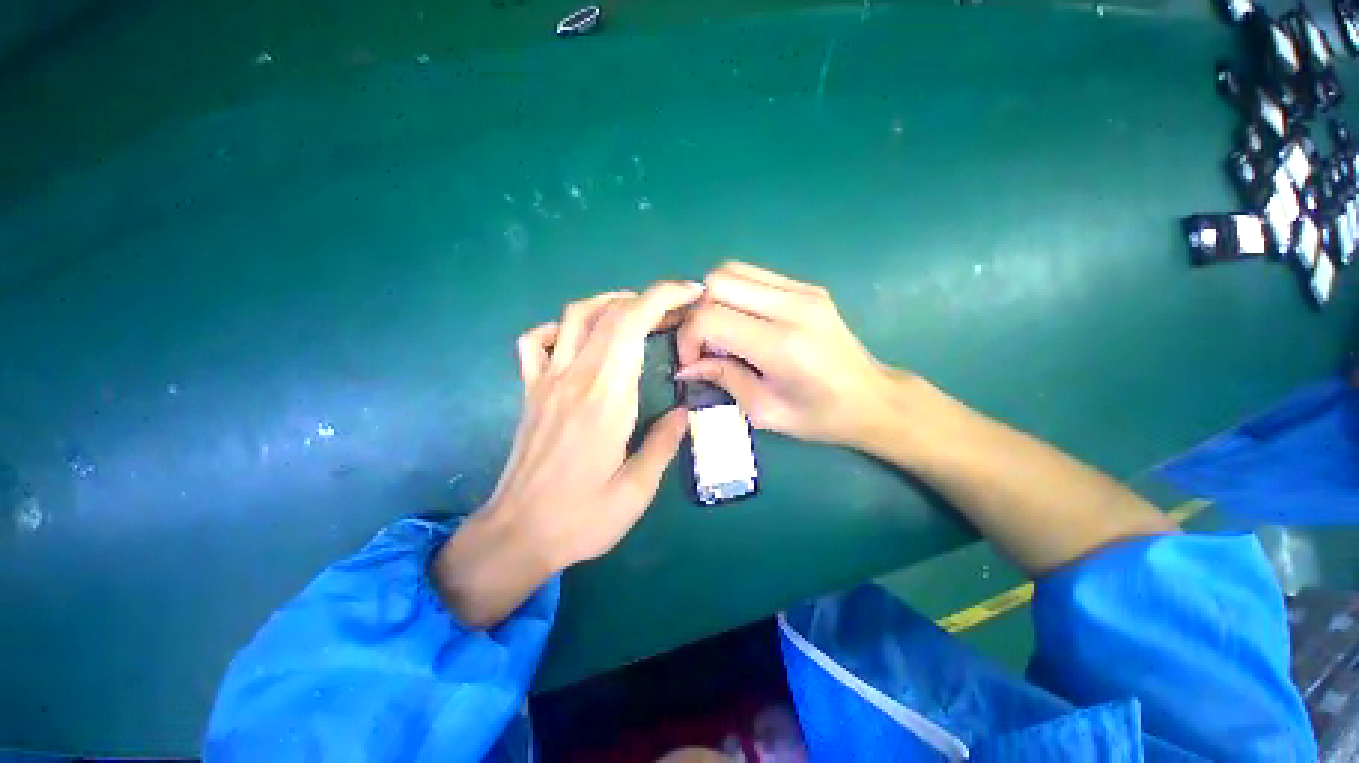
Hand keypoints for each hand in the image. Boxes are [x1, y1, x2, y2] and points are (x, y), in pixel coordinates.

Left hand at [434, 281, 703, 626]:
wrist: (516, 535)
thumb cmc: (581, 519)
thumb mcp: (636, 490)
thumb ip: (663, 444)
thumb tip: (685, 413)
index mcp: (606, 398)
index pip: (632, 325)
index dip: (664, 298)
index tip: (691, 293)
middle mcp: (575, 377)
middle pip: (611, 313)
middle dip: (649, 299)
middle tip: (678, 311)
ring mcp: (546, 380)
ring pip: (574, 316)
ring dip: (610, 304)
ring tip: (638, 315)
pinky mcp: (529, 391)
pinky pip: (534, 341)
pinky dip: (559, 328)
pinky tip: (578, 341)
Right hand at [675, 262, 903, 447]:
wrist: (873, 399)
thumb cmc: (820, 416)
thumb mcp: (764, 410)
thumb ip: (723, 378)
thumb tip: (687, 365)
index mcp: (781, 345)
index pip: (710, 317)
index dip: (688, 337)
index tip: (692, 361)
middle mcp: (792, 307)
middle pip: (717, 282)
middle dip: (697, 313)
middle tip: (704, 345)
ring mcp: (802, 291)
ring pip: (732, 271)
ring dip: (714, 299)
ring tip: (721, 333)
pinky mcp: (807, 287)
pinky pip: (754, 276)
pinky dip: (735, 294)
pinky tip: (742, 323)